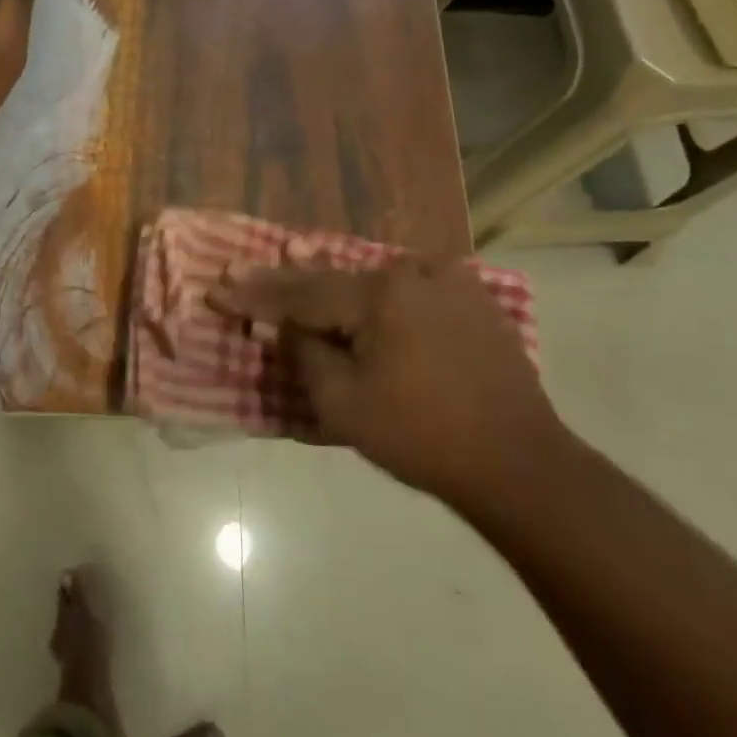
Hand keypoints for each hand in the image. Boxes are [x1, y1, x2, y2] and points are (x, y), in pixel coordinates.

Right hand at [210, 256, 564, 511]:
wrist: (519, 463)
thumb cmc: (422, 438)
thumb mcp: (344, 405)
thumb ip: (306, 354)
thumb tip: (288, 326)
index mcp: (380, 295)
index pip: (301, 293)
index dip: (254, 294)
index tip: (217, 288)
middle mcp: (414, 273)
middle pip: (335, 279)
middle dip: (289, 283)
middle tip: (244, 274)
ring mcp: (449, 282)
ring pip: (373, 280)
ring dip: (333, 286)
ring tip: (295, 275)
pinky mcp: (473, 300)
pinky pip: (408, 287)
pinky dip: (377, 292)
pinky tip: (361, 291)